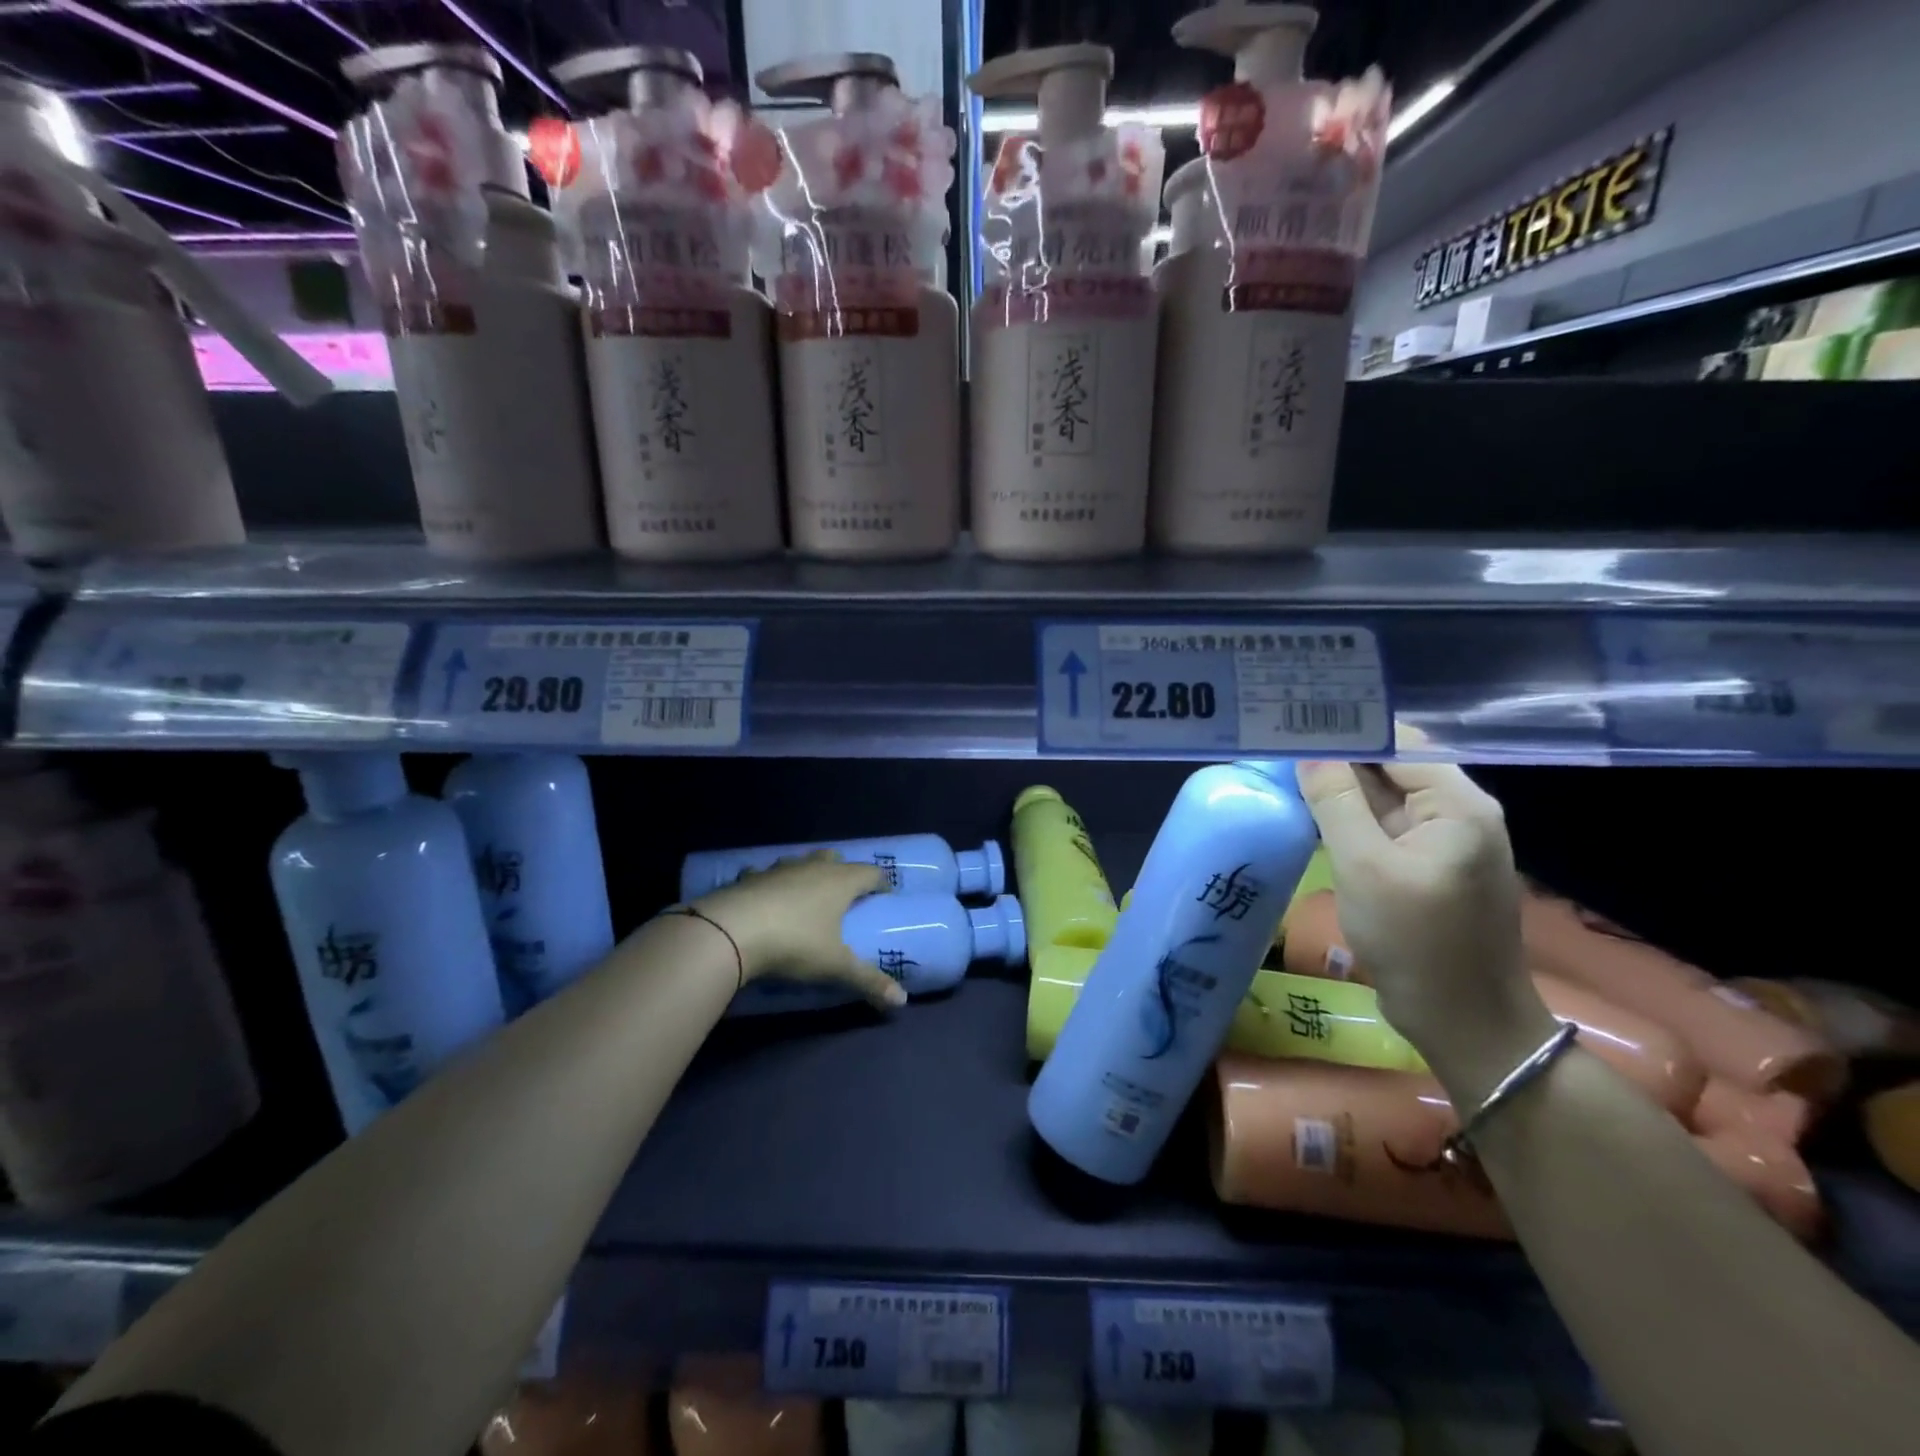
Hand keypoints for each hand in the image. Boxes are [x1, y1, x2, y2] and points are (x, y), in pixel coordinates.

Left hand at [690, 850, 905, 1009]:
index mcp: (840, 882)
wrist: (730, 931)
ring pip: (801, 862)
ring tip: (807, 894)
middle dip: (843, 871)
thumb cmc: (794, 943)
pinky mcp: (749, 877)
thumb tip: (902, 1001)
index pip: (870, 872)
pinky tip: (766, 899)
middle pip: (835, 859)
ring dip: (807, 873)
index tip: (885, 894)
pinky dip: (772, 883)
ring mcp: (779, 869)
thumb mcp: (835, 966)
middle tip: (846, 893)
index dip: (881, 882)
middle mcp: (812, 867)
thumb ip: (868, 981)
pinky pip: (767, 874)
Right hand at [1296, 757, 1557, 1102]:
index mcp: (1457, 804)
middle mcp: (1457, 813)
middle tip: (1279, 741)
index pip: (1397, 744)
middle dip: (1338, 755)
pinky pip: (1384, 827)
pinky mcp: (1425, 866)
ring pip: (1384, 797)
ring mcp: (1442, 841)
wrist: (1462, 1021)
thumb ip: (1335, 802)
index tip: (1293, 720)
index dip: (1346, 729)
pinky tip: (1311, 812)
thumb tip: (1308, 751)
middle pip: (1392, 766)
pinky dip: (1349, 816)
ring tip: (1285, 769)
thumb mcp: (1365, 866)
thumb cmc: (1416, 941)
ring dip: (1339, 786)